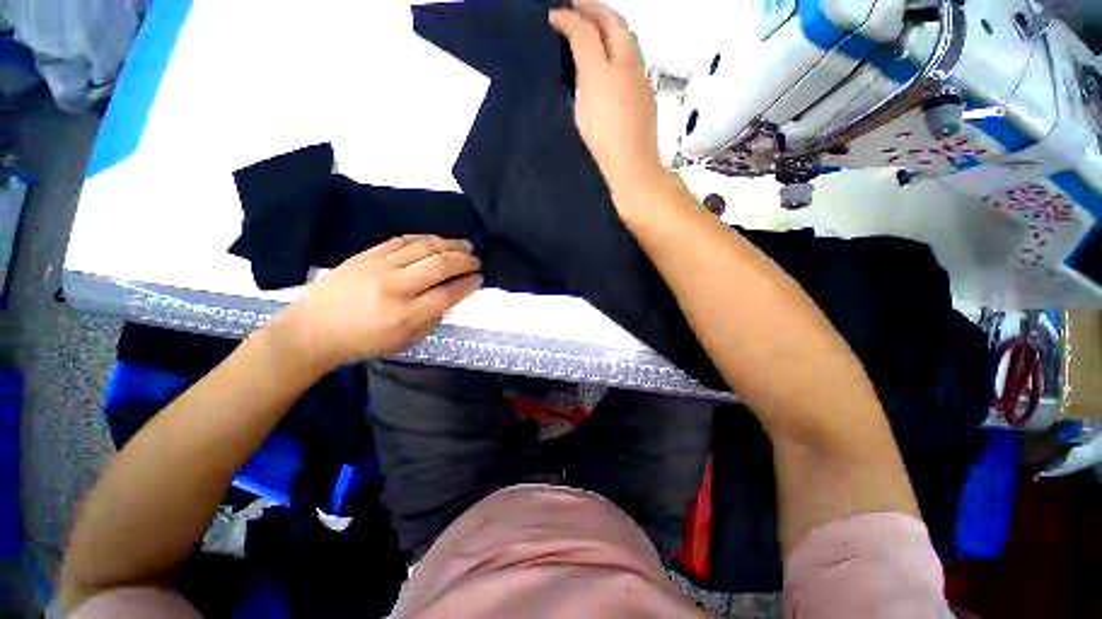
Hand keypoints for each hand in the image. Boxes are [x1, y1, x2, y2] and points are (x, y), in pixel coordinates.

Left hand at [268, 235, 482, 373]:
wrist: (313, 329)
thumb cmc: (363, 341)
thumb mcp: (404, 341)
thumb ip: (432, 319)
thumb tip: (451, 296)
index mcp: (406, 315)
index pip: (449, 293)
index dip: (469, 284)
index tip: (479, 279)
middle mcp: (397, 287)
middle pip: (441, 265)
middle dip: (465, 260)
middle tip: (476, 260)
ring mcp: (380, 267)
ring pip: (424, 247)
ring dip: (450, 244)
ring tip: (465, 245)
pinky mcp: (367, 255)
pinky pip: (402, 240)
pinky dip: (424, 238)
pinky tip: (436, 240)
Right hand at [550, 1, 664, 196]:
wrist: (633, 165)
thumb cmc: (602, 145)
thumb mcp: (582, 113)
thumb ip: (580, 82)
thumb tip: (581, 66)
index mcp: (602, 72)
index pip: (585, 32)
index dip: (568, 19)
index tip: (554, 16)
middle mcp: (625, 66)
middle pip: (613, 22)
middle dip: (594, 8)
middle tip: (577, 4)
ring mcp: (639, 78)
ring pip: (626, 38)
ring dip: (609, 24)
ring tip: (594, 25)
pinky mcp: (646, 92)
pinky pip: (632, 57)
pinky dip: (619, 46)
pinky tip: (611, 56)